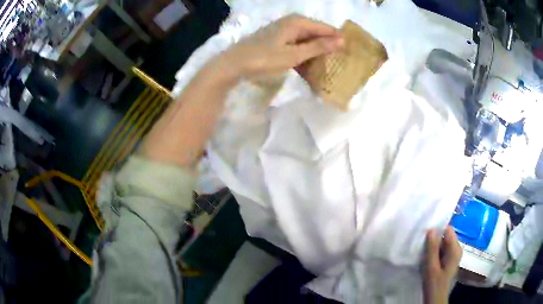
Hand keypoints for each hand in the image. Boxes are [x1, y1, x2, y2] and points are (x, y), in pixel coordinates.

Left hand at [215, 14, 343, 81]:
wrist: (233, 64)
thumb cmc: (263, 59)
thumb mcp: (294, 55)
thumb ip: (318, 47)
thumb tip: (341, 40)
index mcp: (298, 22)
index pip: (326, 28)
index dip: (339, 40)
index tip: (351, 54)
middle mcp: (292, 23)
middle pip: (317, 34)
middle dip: (328, 48)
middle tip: (340, 64)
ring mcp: (284, 31)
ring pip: (307, 41)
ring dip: (315, 55)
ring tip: (327, 69)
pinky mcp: (277, 40)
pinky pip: (297, 46)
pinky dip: (303, 56)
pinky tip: (309, 69)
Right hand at [423, 226, 462, 303]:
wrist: (436, 299)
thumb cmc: (434, 284)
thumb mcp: (431, 267)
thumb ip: (432, 248)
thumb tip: (431, 229)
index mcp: (455, 249)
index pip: (448, 230)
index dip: (437, 229)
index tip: (424, 234)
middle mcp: (457, 249)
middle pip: (445, 236)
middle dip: (434, 239)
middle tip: (421, 244)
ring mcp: (453, 254)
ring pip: (443, 243)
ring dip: (433, 246)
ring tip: (422, 251)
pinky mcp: (449, 259)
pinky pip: (442, 250)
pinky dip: (434, 252)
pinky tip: (426, 258)